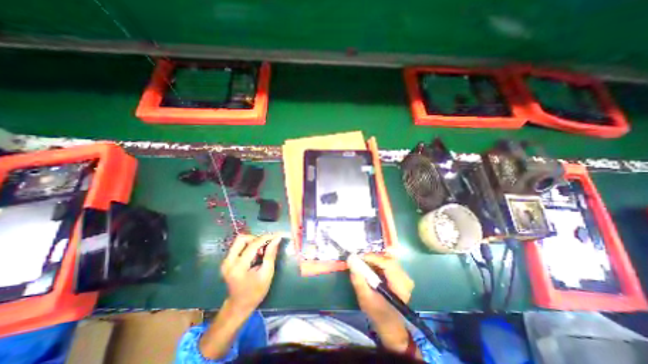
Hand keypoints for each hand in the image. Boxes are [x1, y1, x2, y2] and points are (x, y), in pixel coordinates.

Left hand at [220, 234, 281, 314]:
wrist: (239, 306)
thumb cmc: (255, 292)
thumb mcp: (267, 274)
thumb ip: (271, 254)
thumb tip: (277, 239)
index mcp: (239, 267)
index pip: (253, 245)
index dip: (266, 238)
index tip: (276, 236)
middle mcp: (229, 262)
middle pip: (242, 239)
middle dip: (256, 239)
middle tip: (266, 246)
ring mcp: (226, 261)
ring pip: (240, 241)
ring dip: (252, 242)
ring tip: (261, 251)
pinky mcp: (226, 261)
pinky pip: (238, 246)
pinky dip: (249, 246)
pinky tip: (255, 255)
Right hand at [350, 254, 414, 352]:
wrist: (390, 325)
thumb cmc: (378, 314)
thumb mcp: (365, 299)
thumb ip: (358, 280)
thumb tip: (351, 261)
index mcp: (400, 286)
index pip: (388, 264)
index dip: (373, 257)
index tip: (359, 257)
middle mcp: (405, 278)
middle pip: (388, 259)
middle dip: (373, 258)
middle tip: (360, 260)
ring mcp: (404, 276)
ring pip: (388, 259)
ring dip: (375, 260)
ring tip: (363, 263)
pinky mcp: (401, 275)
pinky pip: (388, 263)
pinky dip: (378, 263)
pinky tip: (371, 267)